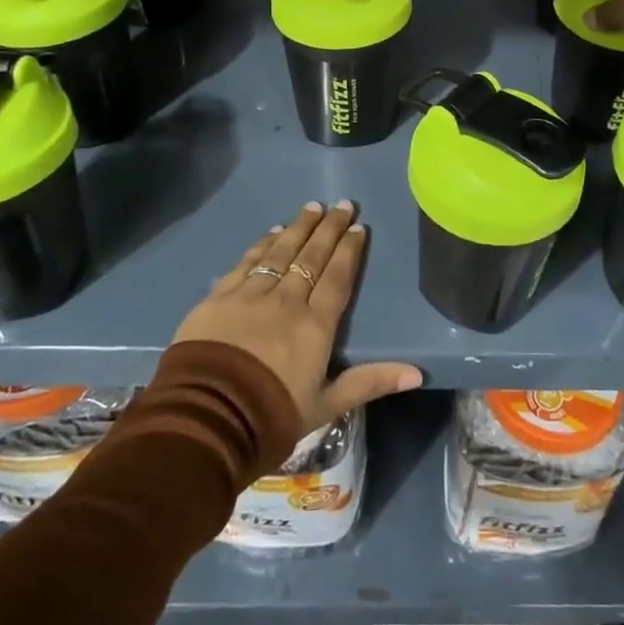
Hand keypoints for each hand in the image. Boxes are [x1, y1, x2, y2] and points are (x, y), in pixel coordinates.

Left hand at [173, 200, 422, 433]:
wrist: (206, 421)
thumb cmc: (271, 417)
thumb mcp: (326, 406)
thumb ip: (369, 382)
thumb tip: (417, 372)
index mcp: (316, 325)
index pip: (338, 278)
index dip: (349, 251)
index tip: (358, 227)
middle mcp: (287, 301)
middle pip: (312, 257)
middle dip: (329, 228)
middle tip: (342, 204)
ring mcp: (251, 295)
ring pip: (281, 252)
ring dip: (299, 227)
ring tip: (312, 207)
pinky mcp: (219, 298)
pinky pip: (247, 262)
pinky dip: (262, 244)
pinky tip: (272, 232)